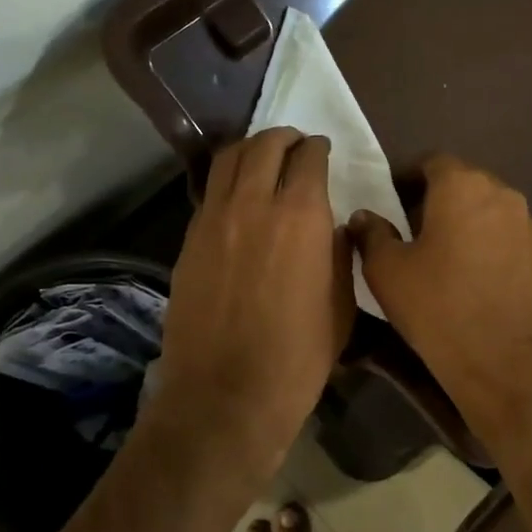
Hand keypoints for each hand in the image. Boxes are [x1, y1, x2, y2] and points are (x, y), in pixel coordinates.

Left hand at [153, 128, 353, 468]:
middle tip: (295, 145)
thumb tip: (334, 227)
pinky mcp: (189, 239)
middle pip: (265, 145)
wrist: (227, 393)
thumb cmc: (299, 355)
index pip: (309, 157)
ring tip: (263, 158)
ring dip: (251, 149)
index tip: (323, 151)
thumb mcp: (342, 303)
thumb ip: (339, 253)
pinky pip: (210, 192)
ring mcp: (214, 219)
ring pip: (229, 160)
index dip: (319, 148)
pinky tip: (238, 196)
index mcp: (301, 214)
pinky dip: (228, 181)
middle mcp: (254, 203)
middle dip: (284, 138)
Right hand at [348, 155, 531, 425]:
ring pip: (485, 207)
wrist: (503, 362)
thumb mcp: (387, 270)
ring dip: (461, 218)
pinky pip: (503, 232)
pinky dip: (483, 240)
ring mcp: (526, 223)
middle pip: (462, 181)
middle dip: (435, 197)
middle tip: (408, 227)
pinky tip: (467, 272)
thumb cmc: (437, 307)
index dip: (407, 178)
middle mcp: (501, 193)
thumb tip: (364, 216)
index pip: (431, 162)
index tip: (389, 202)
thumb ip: (371, 234)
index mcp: (462, 185)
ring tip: (438, 251)